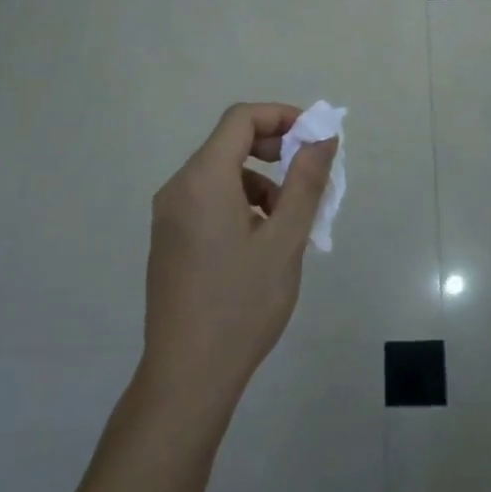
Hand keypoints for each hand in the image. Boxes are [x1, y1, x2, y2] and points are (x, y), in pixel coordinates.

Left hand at [139, 103, 337, 424]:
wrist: (188, 375)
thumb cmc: (242, 303)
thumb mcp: (286, 239)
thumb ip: (306, 181)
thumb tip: (322, 136)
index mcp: (203, 179)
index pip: (241, 119)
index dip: (281, 116)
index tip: (315, 137)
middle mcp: (178, 188)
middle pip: (228, 143)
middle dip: (275, 149)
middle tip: (309, 176)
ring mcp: (168, 216)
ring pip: (221, 175)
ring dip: (260, 182)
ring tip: (289, 223)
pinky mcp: (169, 240)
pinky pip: (208, 201)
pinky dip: (240, 203)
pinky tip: (261, 243)